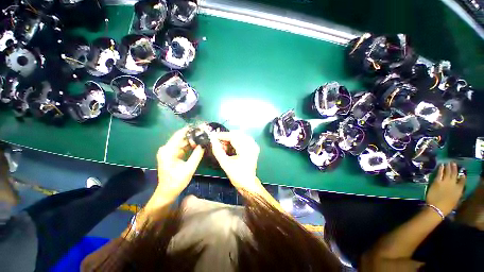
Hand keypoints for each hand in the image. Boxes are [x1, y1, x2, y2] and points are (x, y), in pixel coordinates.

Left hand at [156, 127, 203, 200]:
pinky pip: (182, 147)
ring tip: (203, 139)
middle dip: (193, 136)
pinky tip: (198, 145)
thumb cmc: (177, 181)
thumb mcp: (189, 168)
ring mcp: (169, 151)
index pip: (179, 135)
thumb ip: (197, 155)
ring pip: (183, 142)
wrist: (167, 191)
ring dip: (193, 141)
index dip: (190, 130)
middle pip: (181, 137)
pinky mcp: (172, 154)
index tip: (201, 128)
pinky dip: (190, 146)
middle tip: (205, 135)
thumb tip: (204, 144)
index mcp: (168, 151)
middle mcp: (166, 148)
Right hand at [210, 131, 260, 189]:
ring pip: (240, 135)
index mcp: (246, 149)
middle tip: (218, 142)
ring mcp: (253, 145)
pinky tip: (229, 147)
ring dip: (230, 139)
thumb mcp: (225, 164)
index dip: (222, 135)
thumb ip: (218, 151)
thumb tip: (212, 141)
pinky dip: (235, 141)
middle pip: (237, 134)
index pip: (233, 136)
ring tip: (223, 146)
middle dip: (226, 137)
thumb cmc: (237, 175)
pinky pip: (243, 139)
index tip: (214, 136)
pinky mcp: (253, 147)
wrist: (248, 183)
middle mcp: (252, 145)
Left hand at [426, 162, 465, 215]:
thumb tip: (458, 190)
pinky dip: (440, 169)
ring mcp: (445, 182)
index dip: (462, 177)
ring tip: (448, 162)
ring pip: (448, 172)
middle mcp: (453, 184)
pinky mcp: (437, 181)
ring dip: (448, 167)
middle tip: (453, 163)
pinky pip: (439, 173)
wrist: (437, 207)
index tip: (462, 174)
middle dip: (454, 168)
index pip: (463, 181)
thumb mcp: (455, 201)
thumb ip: (457, 194)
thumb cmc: (446, 207)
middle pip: (455, 174)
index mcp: (459, 190)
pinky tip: (441, 165)